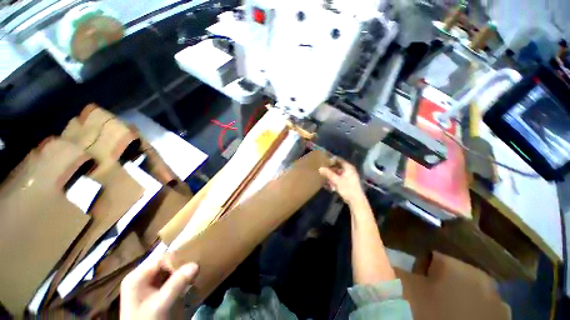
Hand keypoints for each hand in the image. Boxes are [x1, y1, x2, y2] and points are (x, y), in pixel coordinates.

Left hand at [120, 255, 198, 319]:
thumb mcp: (161, 304)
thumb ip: (177, 283)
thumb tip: (196, 264)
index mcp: (137, 277)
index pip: (161, 258)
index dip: (177, 259)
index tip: (193, 261)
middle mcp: (142, 278)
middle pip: (165, 264)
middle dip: (181, 265)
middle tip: (196, 267)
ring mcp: (149, 286)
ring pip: (170, 272)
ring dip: (183, 273)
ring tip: (195, 273)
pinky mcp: (157, 293)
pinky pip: (171, 280)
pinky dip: (181, 280)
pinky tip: (190, 282)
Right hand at [319, 158, 365, 205]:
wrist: (356, 201)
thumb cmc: (348, 189)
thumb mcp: (337, 181)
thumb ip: (328, 174)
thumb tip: (320, 168)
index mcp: (349, 168)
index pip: (339, 160)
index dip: (332, 160)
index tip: (324, 160)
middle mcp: (349, 171)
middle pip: (338, 167)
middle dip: (330, 169)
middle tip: (322, 169)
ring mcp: (348, 177)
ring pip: (337, 173)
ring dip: (331, 175)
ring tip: (325, 178)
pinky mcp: (347, 182)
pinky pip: (339, 178)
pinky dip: (334, 180)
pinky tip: (330, 185)